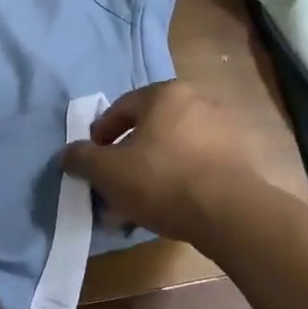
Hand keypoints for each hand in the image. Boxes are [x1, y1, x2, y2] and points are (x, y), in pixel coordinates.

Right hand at [61, 82, 264, 242]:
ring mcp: (223, 130)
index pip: (120, 109)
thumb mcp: (107, 171)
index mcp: (165, 94)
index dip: (99, 137)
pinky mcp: (239, 159)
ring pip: (171, 152)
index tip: (92, 164)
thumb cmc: (161, 180)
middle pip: (148, 131)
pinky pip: (196, 167)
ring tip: (137, 208)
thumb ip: (81, 158)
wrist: (230, 214)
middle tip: (113, 189)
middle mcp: (198, 102)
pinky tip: (167, 210)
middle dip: (126, 162)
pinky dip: (177, 183)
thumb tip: (68, 154)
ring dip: (149, 175)